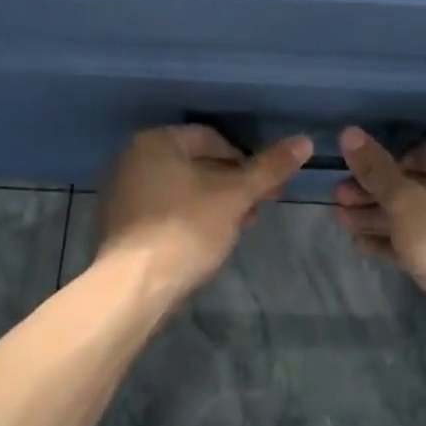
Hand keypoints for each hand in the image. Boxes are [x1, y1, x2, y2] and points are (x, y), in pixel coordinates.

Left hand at [97, 125, 312, 306]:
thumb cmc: (186, 229)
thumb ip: (269, 167)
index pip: (211, 138)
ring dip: (214, 202)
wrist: (135, 287)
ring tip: (239, 227)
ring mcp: (123, 192)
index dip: (245, 161)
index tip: (265, 187)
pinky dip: (189, 217)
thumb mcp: (235, 196)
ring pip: (182, 188)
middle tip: (257, 208)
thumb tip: (304, 141)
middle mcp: (133, 159)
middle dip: (231, 184)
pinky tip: (208, 240)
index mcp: (156, 141)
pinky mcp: (121, 224)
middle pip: (196, 162)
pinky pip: (164, 209)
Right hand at [332, 127, 425, 366]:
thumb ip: (375, 169)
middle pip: (413, 186)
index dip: (385, 161)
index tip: (353, 171)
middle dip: (373, 192)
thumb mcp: (405, 200)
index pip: (420, 153)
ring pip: (413, 217)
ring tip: (341, 219)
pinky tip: (360, 243)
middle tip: (337, 197)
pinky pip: (418, 243)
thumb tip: (348, 132)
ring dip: (377, 217)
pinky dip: (392, 241)